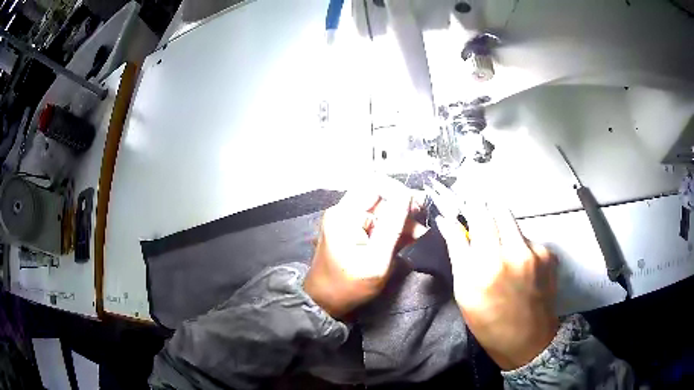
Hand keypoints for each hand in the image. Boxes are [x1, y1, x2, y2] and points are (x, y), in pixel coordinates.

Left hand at [303, 178, 417, 319]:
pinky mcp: (350, 230)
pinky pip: (374, 221)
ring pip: (379, 209)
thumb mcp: (377, 260)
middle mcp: (343, 211)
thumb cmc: (350, 286)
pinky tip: (406, 238)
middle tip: (421, 223)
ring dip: (400, 219)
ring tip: (418, 234)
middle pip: (378, 195)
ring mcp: (346, 220)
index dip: (399, 191)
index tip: (417, 207)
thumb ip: (393, 227)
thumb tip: (408, 196)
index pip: (375, 184)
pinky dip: (390, 228)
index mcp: (345, 214)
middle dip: (403, 207)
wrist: (324, 301)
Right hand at [436, 202, 558, 369]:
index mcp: (481, 268)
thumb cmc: (487, 320)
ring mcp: (532, 252)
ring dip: (501, 223)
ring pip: (512, 220)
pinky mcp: (547, 254)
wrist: (526, 339)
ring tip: (500, 243)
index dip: (466, 204)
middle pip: (495, 209)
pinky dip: (518, 243)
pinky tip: (519, 263)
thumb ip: (458, 252)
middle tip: (479, 211)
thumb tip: (447, 221)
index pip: (473, 218)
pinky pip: (527, 237)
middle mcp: (509, 254)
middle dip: (484, 206)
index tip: (462, 200)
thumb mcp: (464, 292)